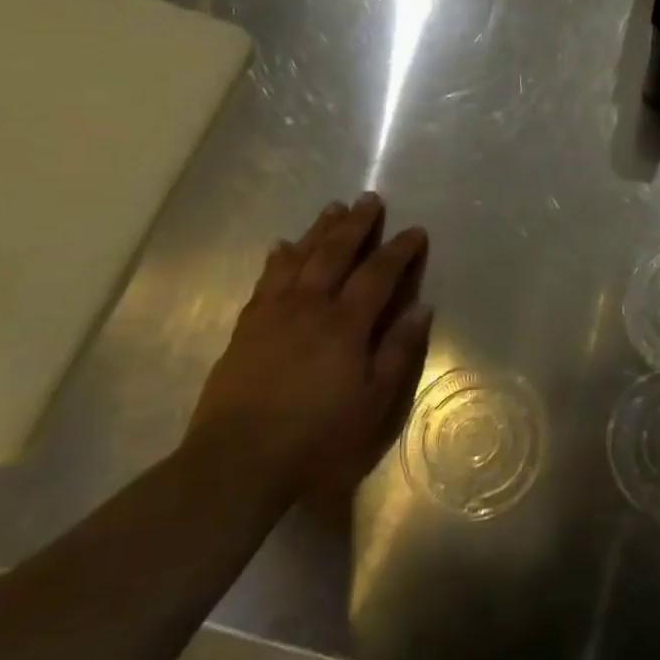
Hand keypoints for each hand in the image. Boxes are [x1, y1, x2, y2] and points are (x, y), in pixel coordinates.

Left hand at [186, 194, 432, 505]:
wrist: (237, 461)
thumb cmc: (317, 436)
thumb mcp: (374, 402)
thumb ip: (399, 351)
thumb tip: (422, 307)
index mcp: (346, 324)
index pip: (378, 274)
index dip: (399, 250)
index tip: (415, 231)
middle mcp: (310, 306)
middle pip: (335, 253)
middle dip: (356, 224)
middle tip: (370, 198)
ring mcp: (273, 313)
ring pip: (300, 258)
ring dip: (319, 230)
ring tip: (333, 208)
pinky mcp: (247, 327)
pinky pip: (266, 280)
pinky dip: (279, 258)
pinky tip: (282, 246)